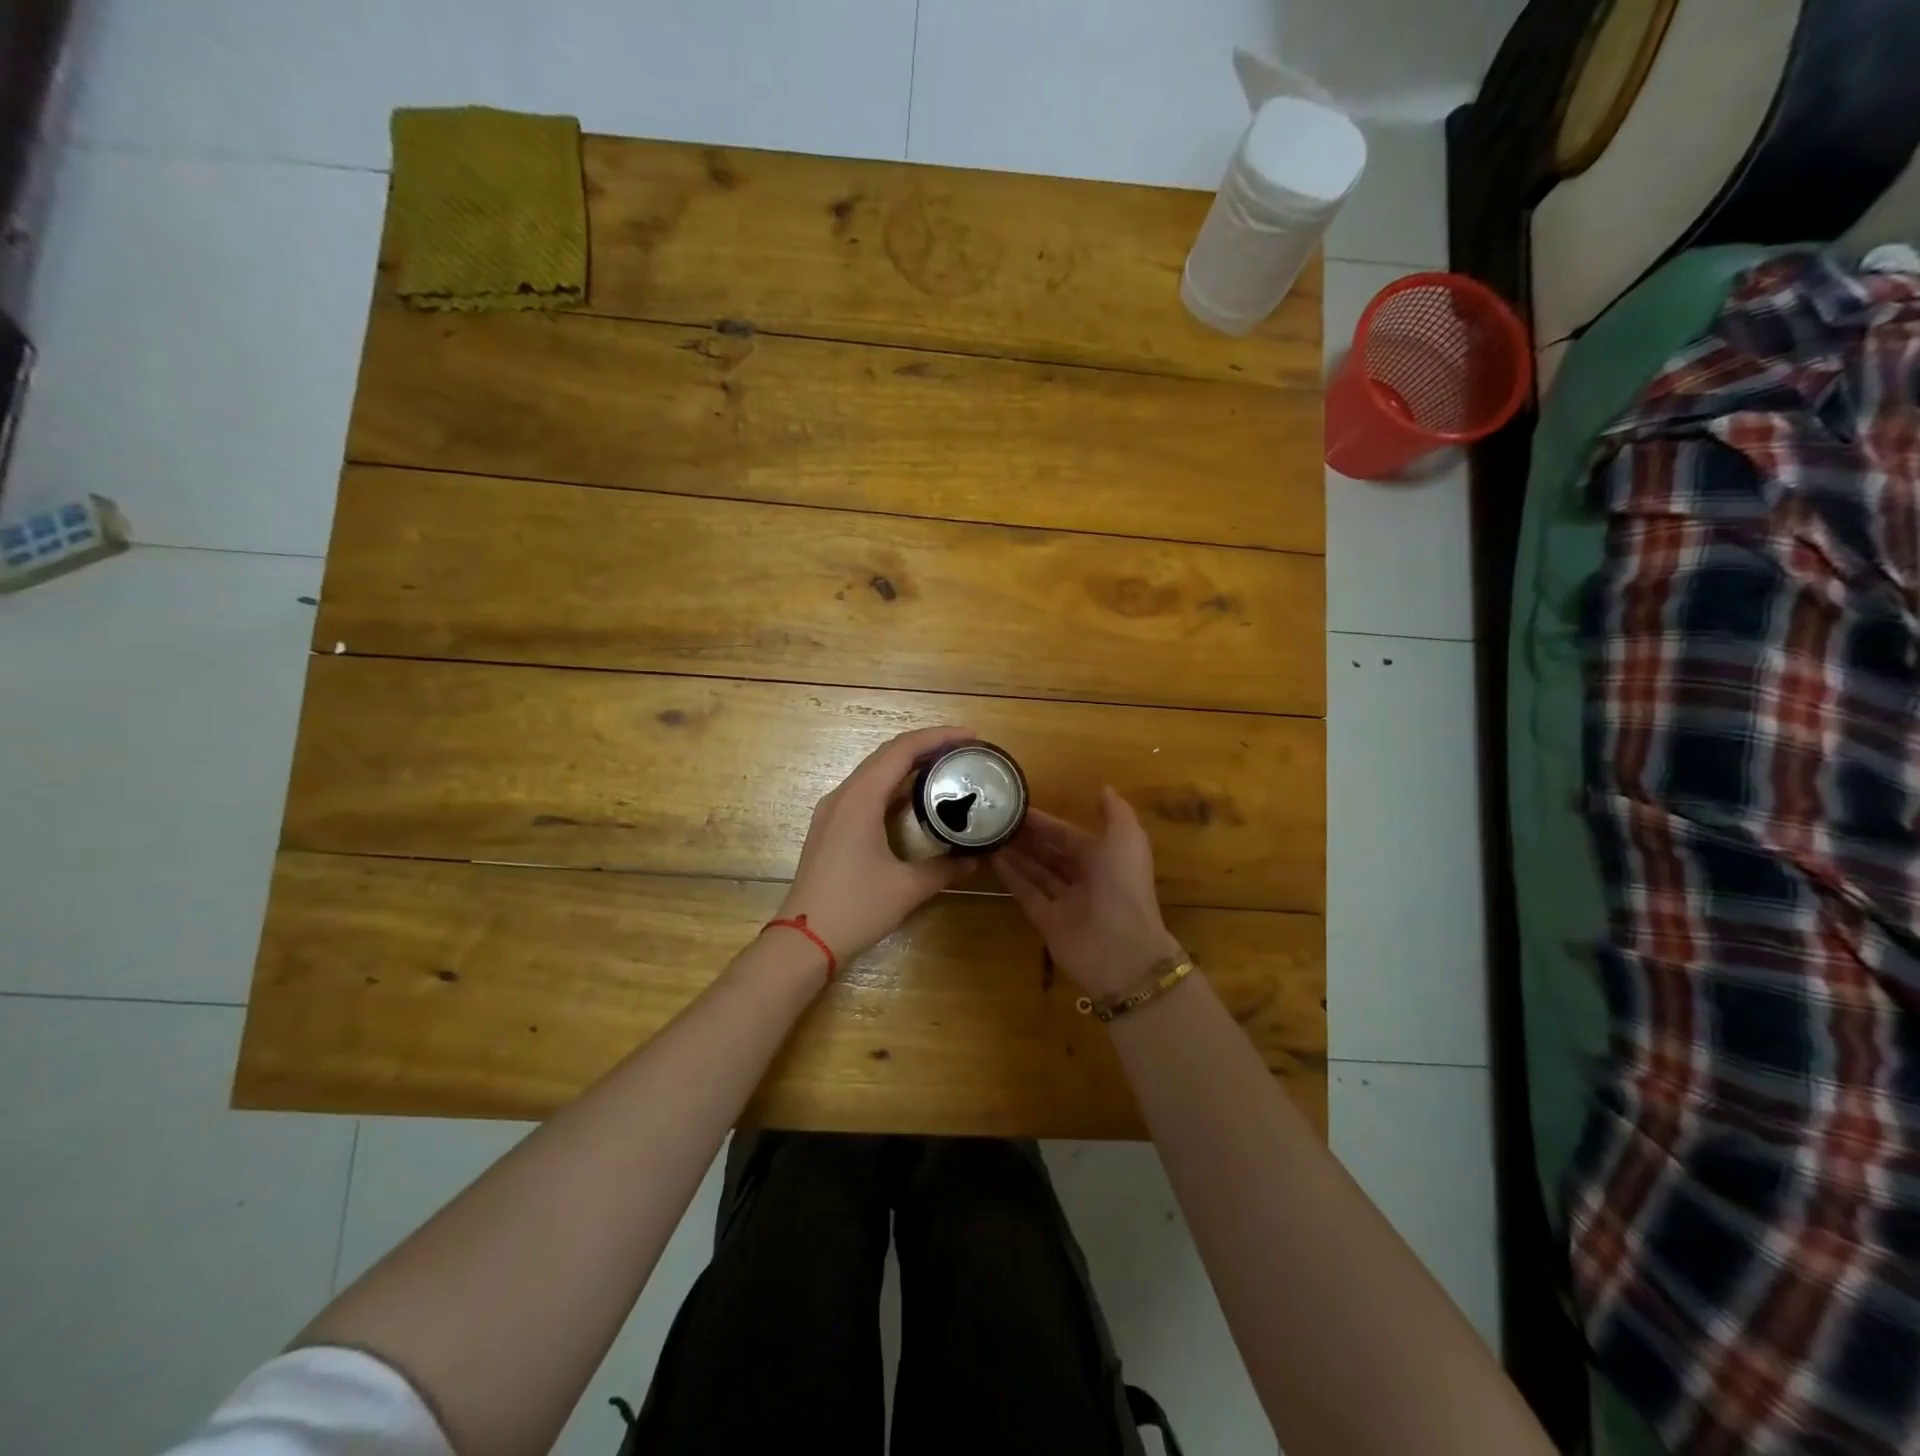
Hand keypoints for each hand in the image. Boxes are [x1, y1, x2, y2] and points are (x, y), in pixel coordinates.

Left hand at [774, 725, 978, 967]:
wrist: (804, 940)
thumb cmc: (855, 909)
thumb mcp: (907, 888)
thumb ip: (945, 869)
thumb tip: (975, 858)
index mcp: (861, 799)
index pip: (902, 750)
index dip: (938, 737)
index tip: (970, 736)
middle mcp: (843, 795)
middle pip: (887, 754)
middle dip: (926, 745)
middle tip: (963, 750)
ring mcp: (833, 810)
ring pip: (874, 771)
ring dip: (908, 764)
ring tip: (944, 767)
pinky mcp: (831, 826)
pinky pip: (865, 791)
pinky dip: (892, 785)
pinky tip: (914, 798)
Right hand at [996, 787, 1183, 998]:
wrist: (1122, 949)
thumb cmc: (1123, 885)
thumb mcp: (1127, 838)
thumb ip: (1115, 812)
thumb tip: (1102, 788)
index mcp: (1104, 857)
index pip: (1070, 835)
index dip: (1047, 823)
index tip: (1018, 807)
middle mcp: (1084, 878)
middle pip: (1052, 853)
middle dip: (1028, 837)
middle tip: (997, 819)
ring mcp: (1065, 901)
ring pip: (1037, 872)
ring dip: (1016, 854)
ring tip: (989, 834)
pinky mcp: (1047, 921)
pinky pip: (1027, 893)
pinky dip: (1011, 877)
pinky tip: (992, 859)